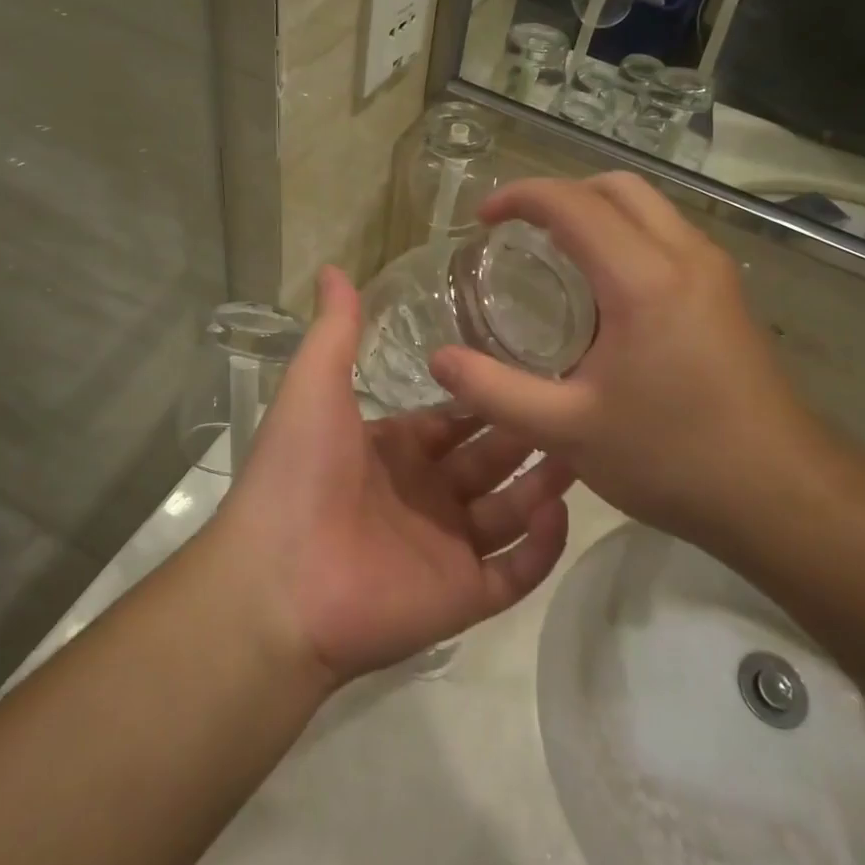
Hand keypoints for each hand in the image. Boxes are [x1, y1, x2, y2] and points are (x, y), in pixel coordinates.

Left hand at [218, 268, 573, 685]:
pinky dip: (543, 546)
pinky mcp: (464, 596)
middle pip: (490, 458)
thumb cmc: (298, 474)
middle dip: (528, 430)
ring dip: (546, 481)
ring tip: (585, 445)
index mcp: (394, 450)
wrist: (278, 585)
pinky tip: (561, 508)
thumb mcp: (314, 386)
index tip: (533, 362)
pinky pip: (517, 571)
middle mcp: (425, 495)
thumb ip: (336, 330)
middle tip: (577, 398)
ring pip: (512, 510)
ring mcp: (447, 547)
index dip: (488, 393)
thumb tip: (334, 267)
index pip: (454, 417)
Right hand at [431, 175, 828, 546]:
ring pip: (648, 206)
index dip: (520, 197)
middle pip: (616, 188)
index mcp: (642, 279)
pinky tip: (604, 290)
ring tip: (555, 254)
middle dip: (561, 193)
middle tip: (519, 231)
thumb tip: (438, 360)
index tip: (482, 219)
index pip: (572, 203)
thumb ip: (496, 391)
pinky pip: (667, 235)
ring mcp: (714, 271)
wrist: (781, 493)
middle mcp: (683, 256)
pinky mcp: (727, 293)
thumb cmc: (673, 458)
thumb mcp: (569, 431)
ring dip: (597, 211)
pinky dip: (626, 234)